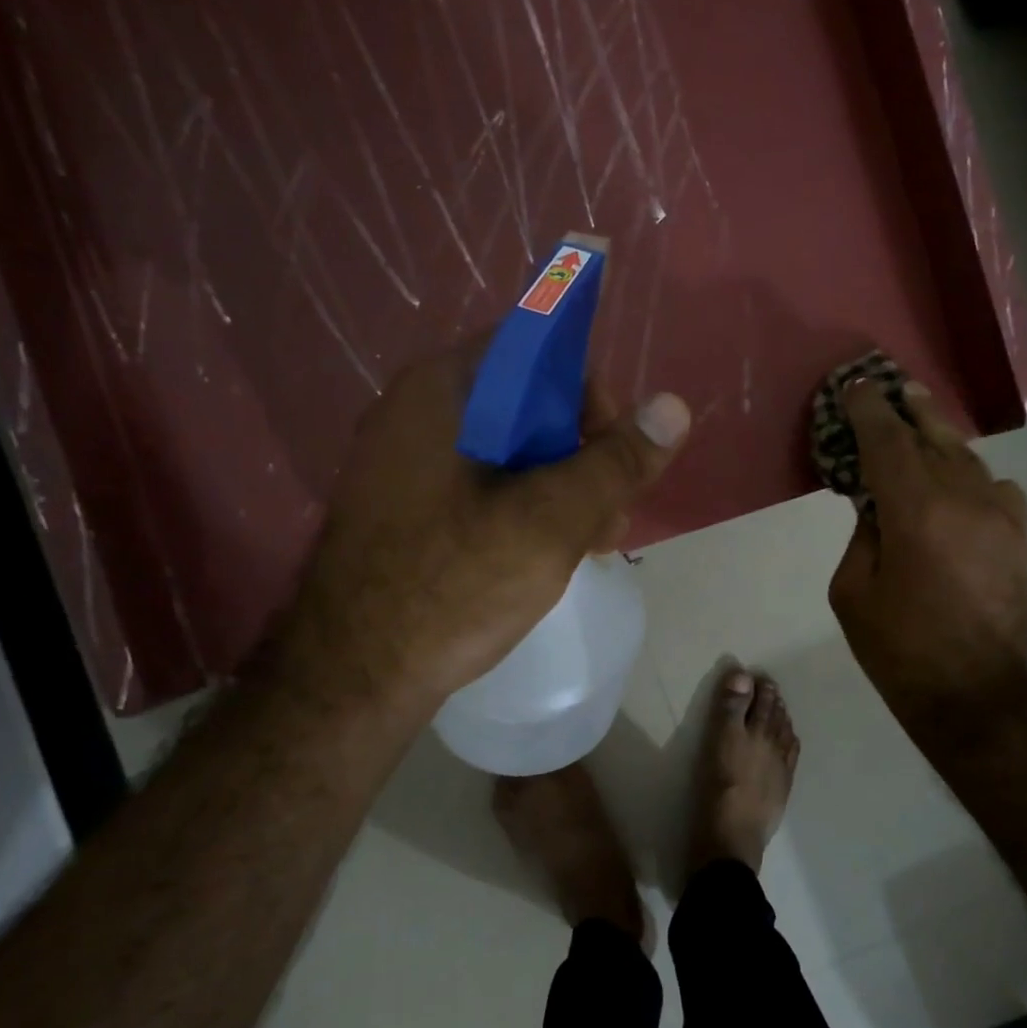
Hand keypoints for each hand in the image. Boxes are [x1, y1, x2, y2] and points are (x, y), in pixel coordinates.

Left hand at [262, 340, 689, 722]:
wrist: (352, 676)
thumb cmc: (453, 585)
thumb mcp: (552, 521)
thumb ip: (617, 462)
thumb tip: (673, 406)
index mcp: (443, 390)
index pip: (537, 351)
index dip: (589, 396)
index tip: (614, 455)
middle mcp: (418, 411)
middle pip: (527, 404)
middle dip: (584, 455)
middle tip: (611, 516)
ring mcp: (406, 461)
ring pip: (509, 450)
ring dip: (561, 488)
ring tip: (593, 546)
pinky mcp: (407, 505)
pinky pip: (481, 484)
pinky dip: (524, 507)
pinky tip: (549, 554)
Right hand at [828, 379, 1026, 757]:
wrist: (973, 695)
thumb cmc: (899, 650)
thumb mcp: (852, 592)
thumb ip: (863, 535)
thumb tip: (877, 506)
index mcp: (915, 513)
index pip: (887, 442)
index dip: (868, 410)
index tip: (855, 387)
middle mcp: (963, 501)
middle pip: (932, 438)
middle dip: (907, 409)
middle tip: (891, 386)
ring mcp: (999, 518)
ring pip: (967, 458)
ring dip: (939, 435)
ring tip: (920, 415)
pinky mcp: (1018, 538)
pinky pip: (997, 488)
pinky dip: (973, 475)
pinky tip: (960, 482)